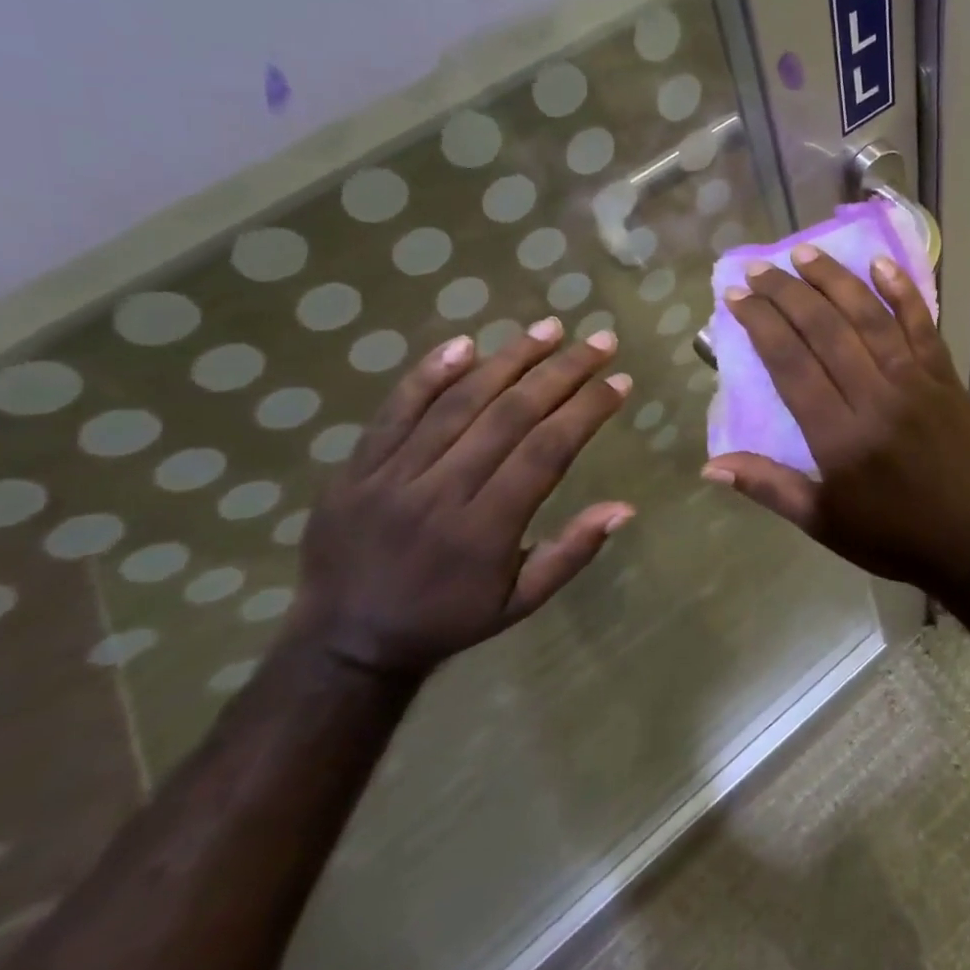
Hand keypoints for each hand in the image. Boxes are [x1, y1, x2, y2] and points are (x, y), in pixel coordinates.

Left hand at [286, 318, 633, 681]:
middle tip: (599, 342)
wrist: (344, 641)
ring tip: (549, 328)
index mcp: (484, 530)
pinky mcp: (355, 467)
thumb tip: (624, 507)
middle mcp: (440, 493)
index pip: (546, 451)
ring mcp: (391, 475)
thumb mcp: (520, 603)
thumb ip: (571, 553)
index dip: (586, 410)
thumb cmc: (447, 619)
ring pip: (458, 402)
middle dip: (562, 372)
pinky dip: (430, 373)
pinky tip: (466, 343)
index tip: (620, 381)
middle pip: (509, 415)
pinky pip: (395, 410)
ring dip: (509, 359)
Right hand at [702, 247, 969, 591]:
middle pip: (824, 331)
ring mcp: (916, 383)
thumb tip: (710, 465)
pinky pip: (923, 327)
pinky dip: (903, 293)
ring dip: (835, 281)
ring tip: (805, 254)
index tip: (737, 297)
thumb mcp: (823, 522)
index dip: (761, 324)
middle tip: (759, 269)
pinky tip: (882, 264)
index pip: (791, 364)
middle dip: (787, 294)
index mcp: (839, 436)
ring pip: (870, 318)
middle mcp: (875, 397)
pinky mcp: (947, 379)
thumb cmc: (894, 537)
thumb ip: (769, 487)